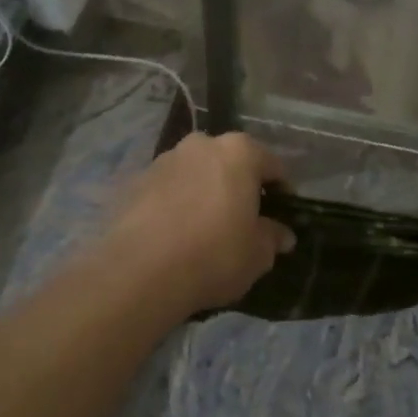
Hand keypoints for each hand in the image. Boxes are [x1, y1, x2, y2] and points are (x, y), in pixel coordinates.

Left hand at [107, 132, 295, 313]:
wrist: (140, 271)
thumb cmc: (214, 255)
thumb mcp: (257, 254)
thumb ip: (272, 238)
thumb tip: (282, 235)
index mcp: (239, 152)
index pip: (272, 165)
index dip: (281, 192)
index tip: (282, 215)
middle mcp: (201, 145)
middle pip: (230, 162)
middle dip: (239, 186)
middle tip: (243, 219)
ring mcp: (164, 160)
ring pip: (196, 173)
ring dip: (205, 192)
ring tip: (205, 228)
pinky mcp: (135, 181)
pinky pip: (168, 190)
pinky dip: (176, 204)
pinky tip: (176, 234)